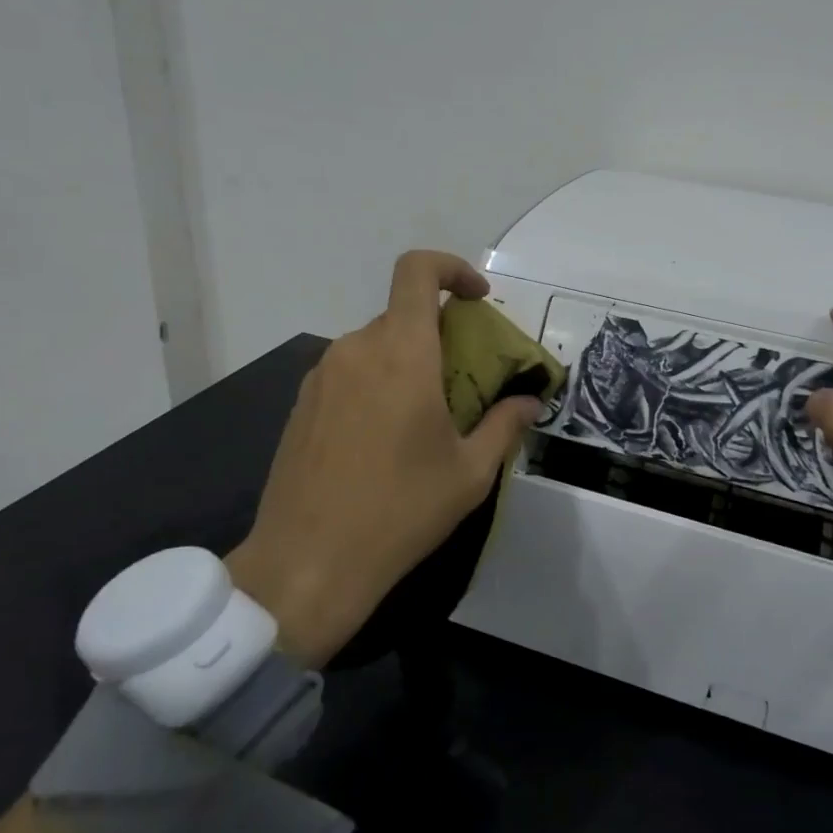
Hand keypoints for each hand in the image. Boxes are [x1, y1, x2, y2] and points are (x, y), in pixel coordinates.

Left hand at [224, 251, 542, 665]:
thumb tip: (530, 401)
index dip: (452, 268)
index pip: (417, 271)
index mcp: (401, 354)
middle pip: (403, 315)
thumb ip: (505, 424)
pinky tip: (385, 439)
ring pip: (375, 346)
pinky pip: (350, 373)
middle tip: (465, 381)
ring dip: (407, 363)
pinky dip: (377, 384)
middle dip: (440, 335)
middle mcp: (356, 350)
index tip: (478, 299)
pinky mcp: (302, 404)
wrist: (307, 564)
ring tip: (426, 417)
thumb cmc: (400, 512)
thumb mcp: (470, 473)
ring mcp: (322, 376)